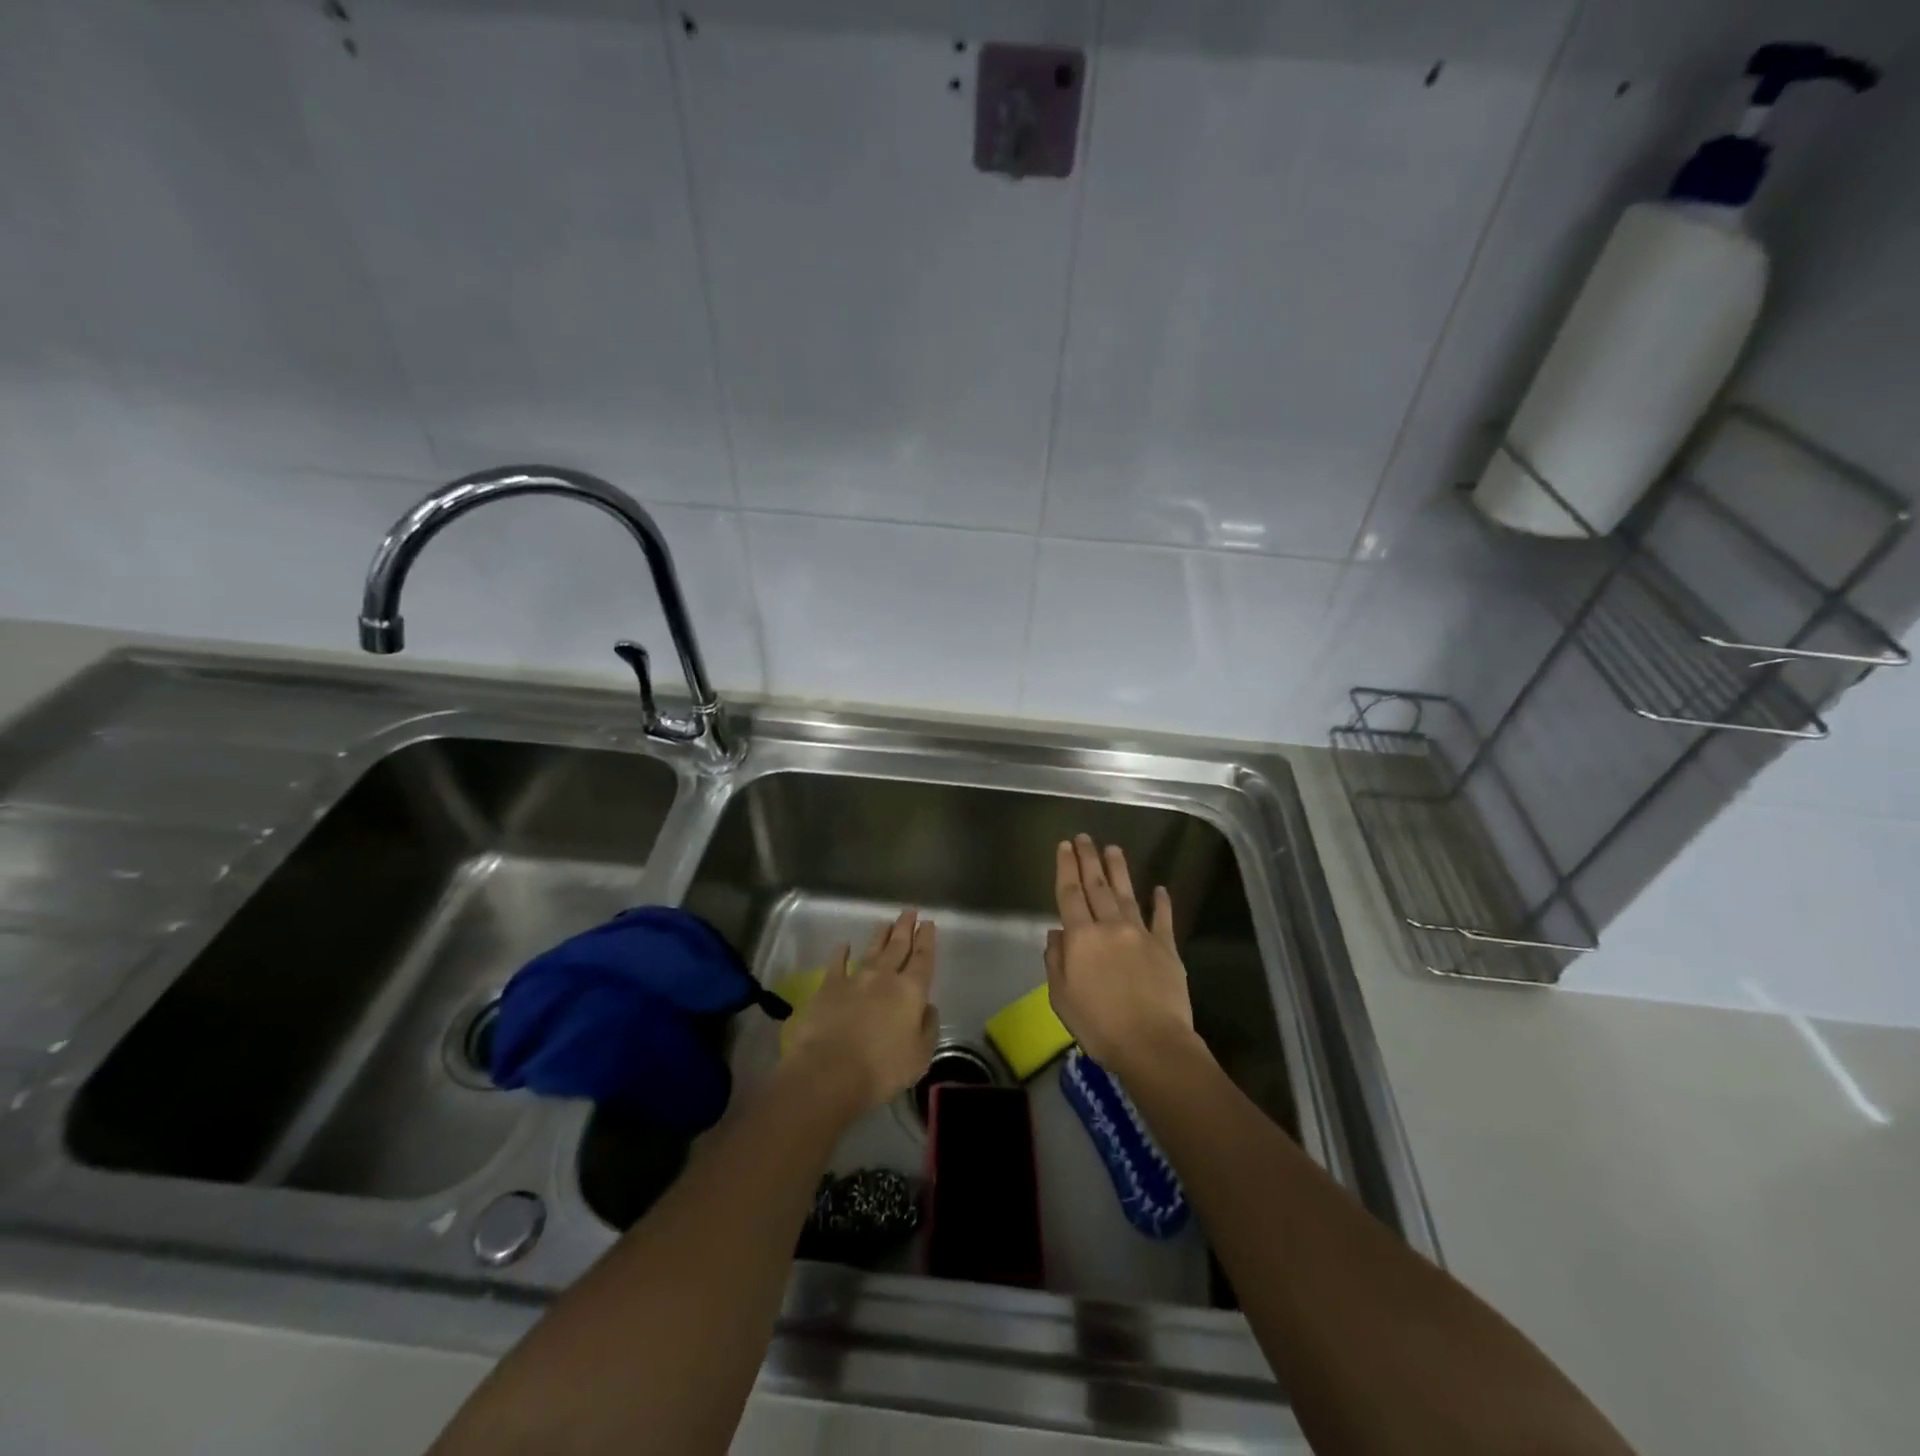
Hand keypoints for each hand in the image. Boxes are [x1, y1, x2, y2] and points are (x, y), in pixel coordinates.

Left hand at [782, 909, 938, 1114]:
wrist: (830, 1071)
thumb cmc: (881, 1069)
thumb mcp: (919, 1056)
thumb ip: (928, 1028)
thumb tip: (928, 1008)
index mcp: (911, 991)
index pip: (923, 958)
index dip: (927, 939)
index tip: (928, 923)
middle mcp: (885, 977)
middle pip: (898, 946)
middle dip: (905, 928)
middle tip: (910, 911)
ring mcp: (855, 979)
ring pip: (872, 950)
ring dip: (880, 936)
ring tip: (886, 923)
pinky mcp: (829, 987)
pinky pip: (837, 963)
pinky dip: (841, 953)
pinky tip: (843, 945)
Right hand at [1045, 835, 1199, 1076]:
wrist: (1152, 1044)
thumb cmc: (1099, 1025)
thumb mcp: (1061, 998)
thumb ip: (1056, 961)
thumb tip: (1056, 933)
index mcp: (1081, 938)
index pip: (1070, 894)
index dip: (1066, 868)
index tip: (1065, 846)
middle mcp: (1110, 927)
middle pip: (1097, 886)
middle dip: (1089, 859)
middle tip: (1085, 837)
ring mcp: (1141, 934)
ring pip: (1127, 894)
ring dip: (1119, 870)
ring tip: (1113, 849)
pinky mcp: (1167, 948)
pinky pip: (1163, 919)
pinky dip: (1161, 903)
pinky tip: (1160, 889)